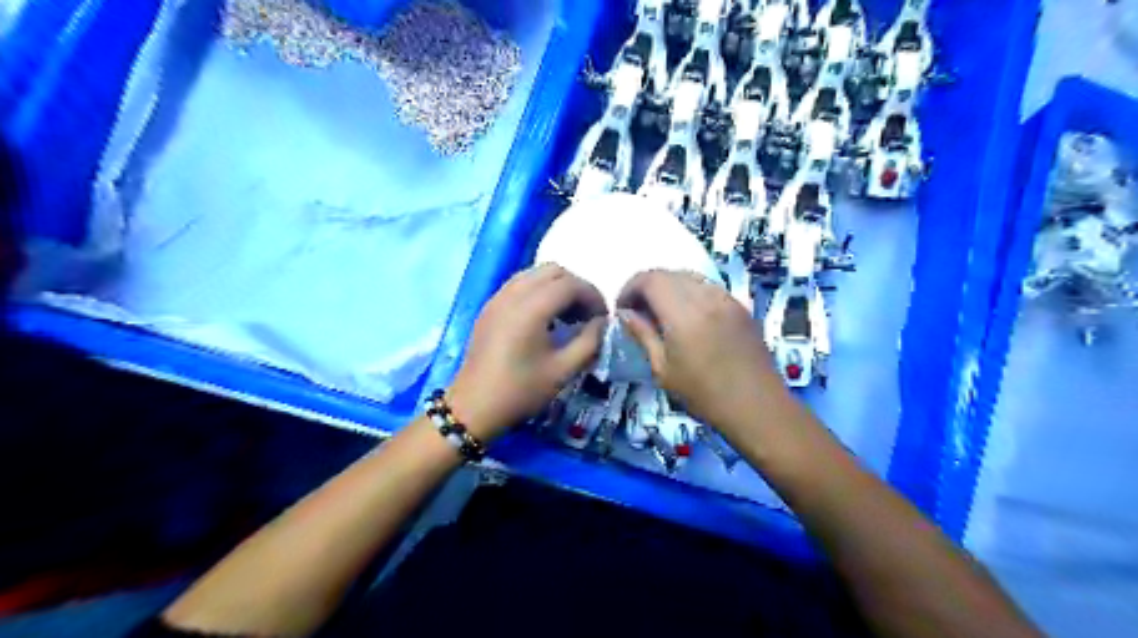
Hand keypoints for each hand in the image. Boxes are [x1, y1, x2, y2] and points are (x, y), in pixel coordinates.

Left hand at [447, 261, 608, 437]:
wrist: (474, 406)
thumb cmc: (521, 390)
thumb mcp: (563, 370)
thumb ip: (590, 341)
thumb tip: (602, 322)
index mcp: (531, 308)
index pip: (571, 284)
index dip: (593, 296)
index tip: (603, 318)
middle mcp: (513, 294)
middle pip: (553, 271)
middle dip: (576, 287)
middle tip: (587, 314)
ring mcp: (498, 298)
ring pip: (535, 274)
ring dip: (557, 287)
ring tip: (568, 316)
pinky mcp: (490, 307)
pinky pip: (520, 284)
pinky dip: (539, 291)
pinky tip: (545, 319)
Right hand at [620, 266, 787, 438]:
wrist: (757, 406)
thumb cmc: (704, 396)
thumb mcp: (663, 370)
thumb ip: (642, 335)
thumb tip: (625, 314)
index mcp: (684, 314)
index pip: (649, 279)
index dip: (630, 288)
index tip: (622, 309)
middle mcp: (706, 297)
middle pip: (668, 273)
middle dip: (647, 287)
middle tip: (638, 311)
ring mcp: (726, 298)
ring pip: (688, 276)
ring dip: (668, 287)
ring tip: (661, 313)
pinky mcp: (739, 305)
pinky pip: (707, 287)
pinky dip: (689, 293)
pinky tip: (688, 317)